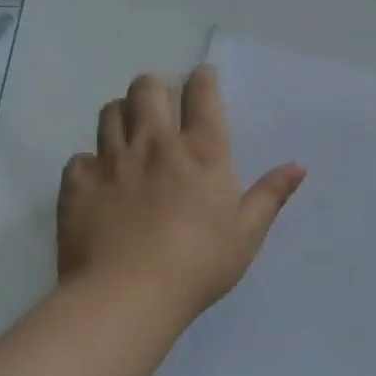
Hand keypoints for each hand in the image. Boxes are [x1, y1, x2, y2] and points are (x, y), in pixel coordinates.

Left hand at [57, 66, 304, 325]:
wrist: (127, 297)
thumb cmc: (199, 264)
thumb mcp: (247, 233)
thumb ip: (271, 195)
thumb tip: (298, 166)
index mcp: (203, 151)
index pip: (201, 94)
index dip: (203, 78)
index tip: (203, 78)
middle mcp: (156, 144)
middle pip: (147, 88)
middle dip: (155, 87)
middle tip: (162, 104)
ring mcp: (112, 161)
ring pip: (110, 112)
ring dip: (123, 114)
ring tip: (131, 132)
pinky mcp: (78, 184)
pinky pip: (81, 157)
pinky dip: (92, 162)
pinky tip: (101, 179)